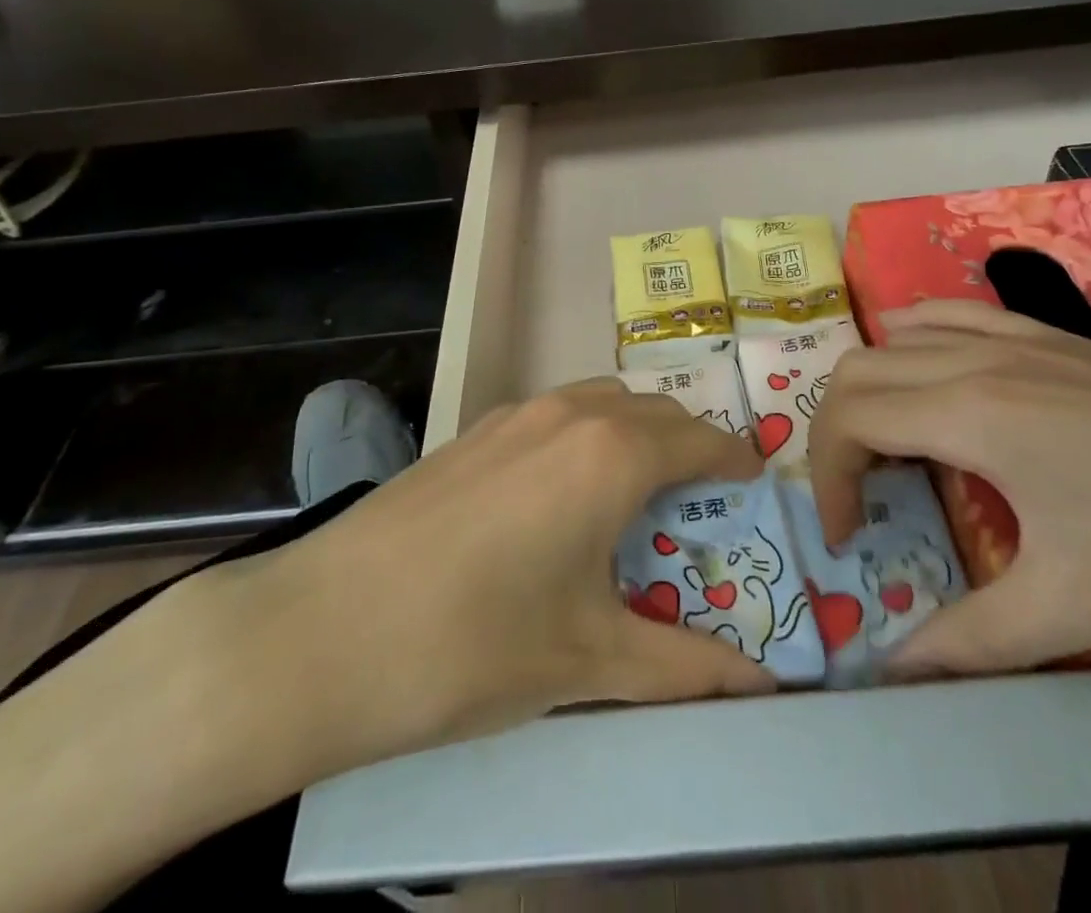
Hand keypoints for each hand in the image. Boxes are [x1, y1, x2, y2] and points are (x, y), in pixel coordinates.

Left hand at [166, 380, 773, 816]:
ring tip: (634, 493)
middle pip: (655, 413)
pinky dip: (586, 434)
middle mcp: (572, 413)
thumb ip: (686, 669)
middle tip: (700, 501)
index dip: (735, 461)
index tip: (754, 483)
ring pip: (603, 402)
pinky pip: (556, 412)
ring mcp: (517, 414)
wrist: (325, 630)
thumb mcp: (591, 663)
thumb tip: (765, 688)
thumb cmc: (475, 646)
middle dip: (689, 446)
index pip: (700, 441)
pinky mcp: (475, 430)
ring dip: (635, 432)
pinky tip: (560, 495)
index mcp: (613, 454)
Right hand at [808, 299, 1090, 674]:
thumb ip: (972, 640)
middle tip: (860, 497)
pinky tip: (931, 372)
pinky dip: (914, 338)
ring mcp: (1014, 338)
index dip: (828, 478)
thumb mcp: (1079, 608)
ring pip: (897, 335)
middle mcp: (975, 360)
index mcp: (969, 413)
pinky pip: (952, 315)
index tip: (849, 538)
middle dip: (834, 433)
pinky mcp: (1049, 337)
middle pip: (857, 370)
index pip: (849, 418)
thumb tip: (894, 669)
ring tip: (885, 441)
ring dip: (869, 384)